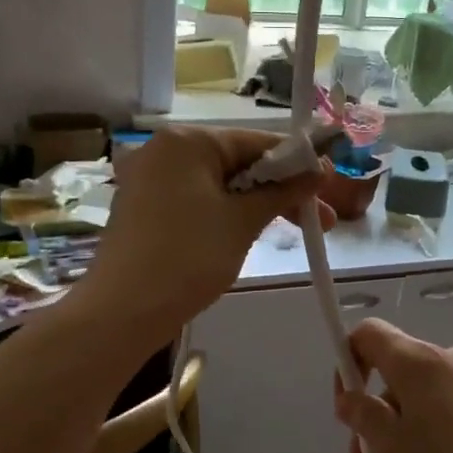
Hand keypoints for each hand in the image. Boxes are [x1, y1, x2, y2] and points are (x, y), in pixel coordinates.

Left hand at [76, 126, 329, 344]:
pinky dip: (227, 213)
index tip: (330, 185)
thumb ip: (282, 191)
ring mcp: (151, 180)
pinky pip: (198, 200)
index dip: (298, 163)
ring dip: (257, 204)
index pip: (257, 141)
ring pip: (220, 184)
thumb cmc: (188, 257)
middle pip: (238, 162)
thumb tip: (318, 169)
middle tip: (321, 220)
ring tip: (293, 230)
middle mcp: (166, 151)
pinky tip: (250, 233)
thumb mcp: (243, 222)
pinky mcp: (145, 208)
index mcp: (188, 141)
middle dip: (281, 190)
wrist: (123, 310)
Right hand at [333, 318, 452, 452]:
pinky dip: (440, 434)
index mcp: (418, 360)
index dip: (346, 362)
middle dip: (378, 417)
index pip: (367, 333)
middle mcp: (452, 356)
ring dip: (408, 432)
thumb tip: (352, 398)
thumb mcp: (392, 451)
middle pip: (399, 373)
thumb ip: (362, 416)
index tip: (348, 408)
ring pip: (428, 398)